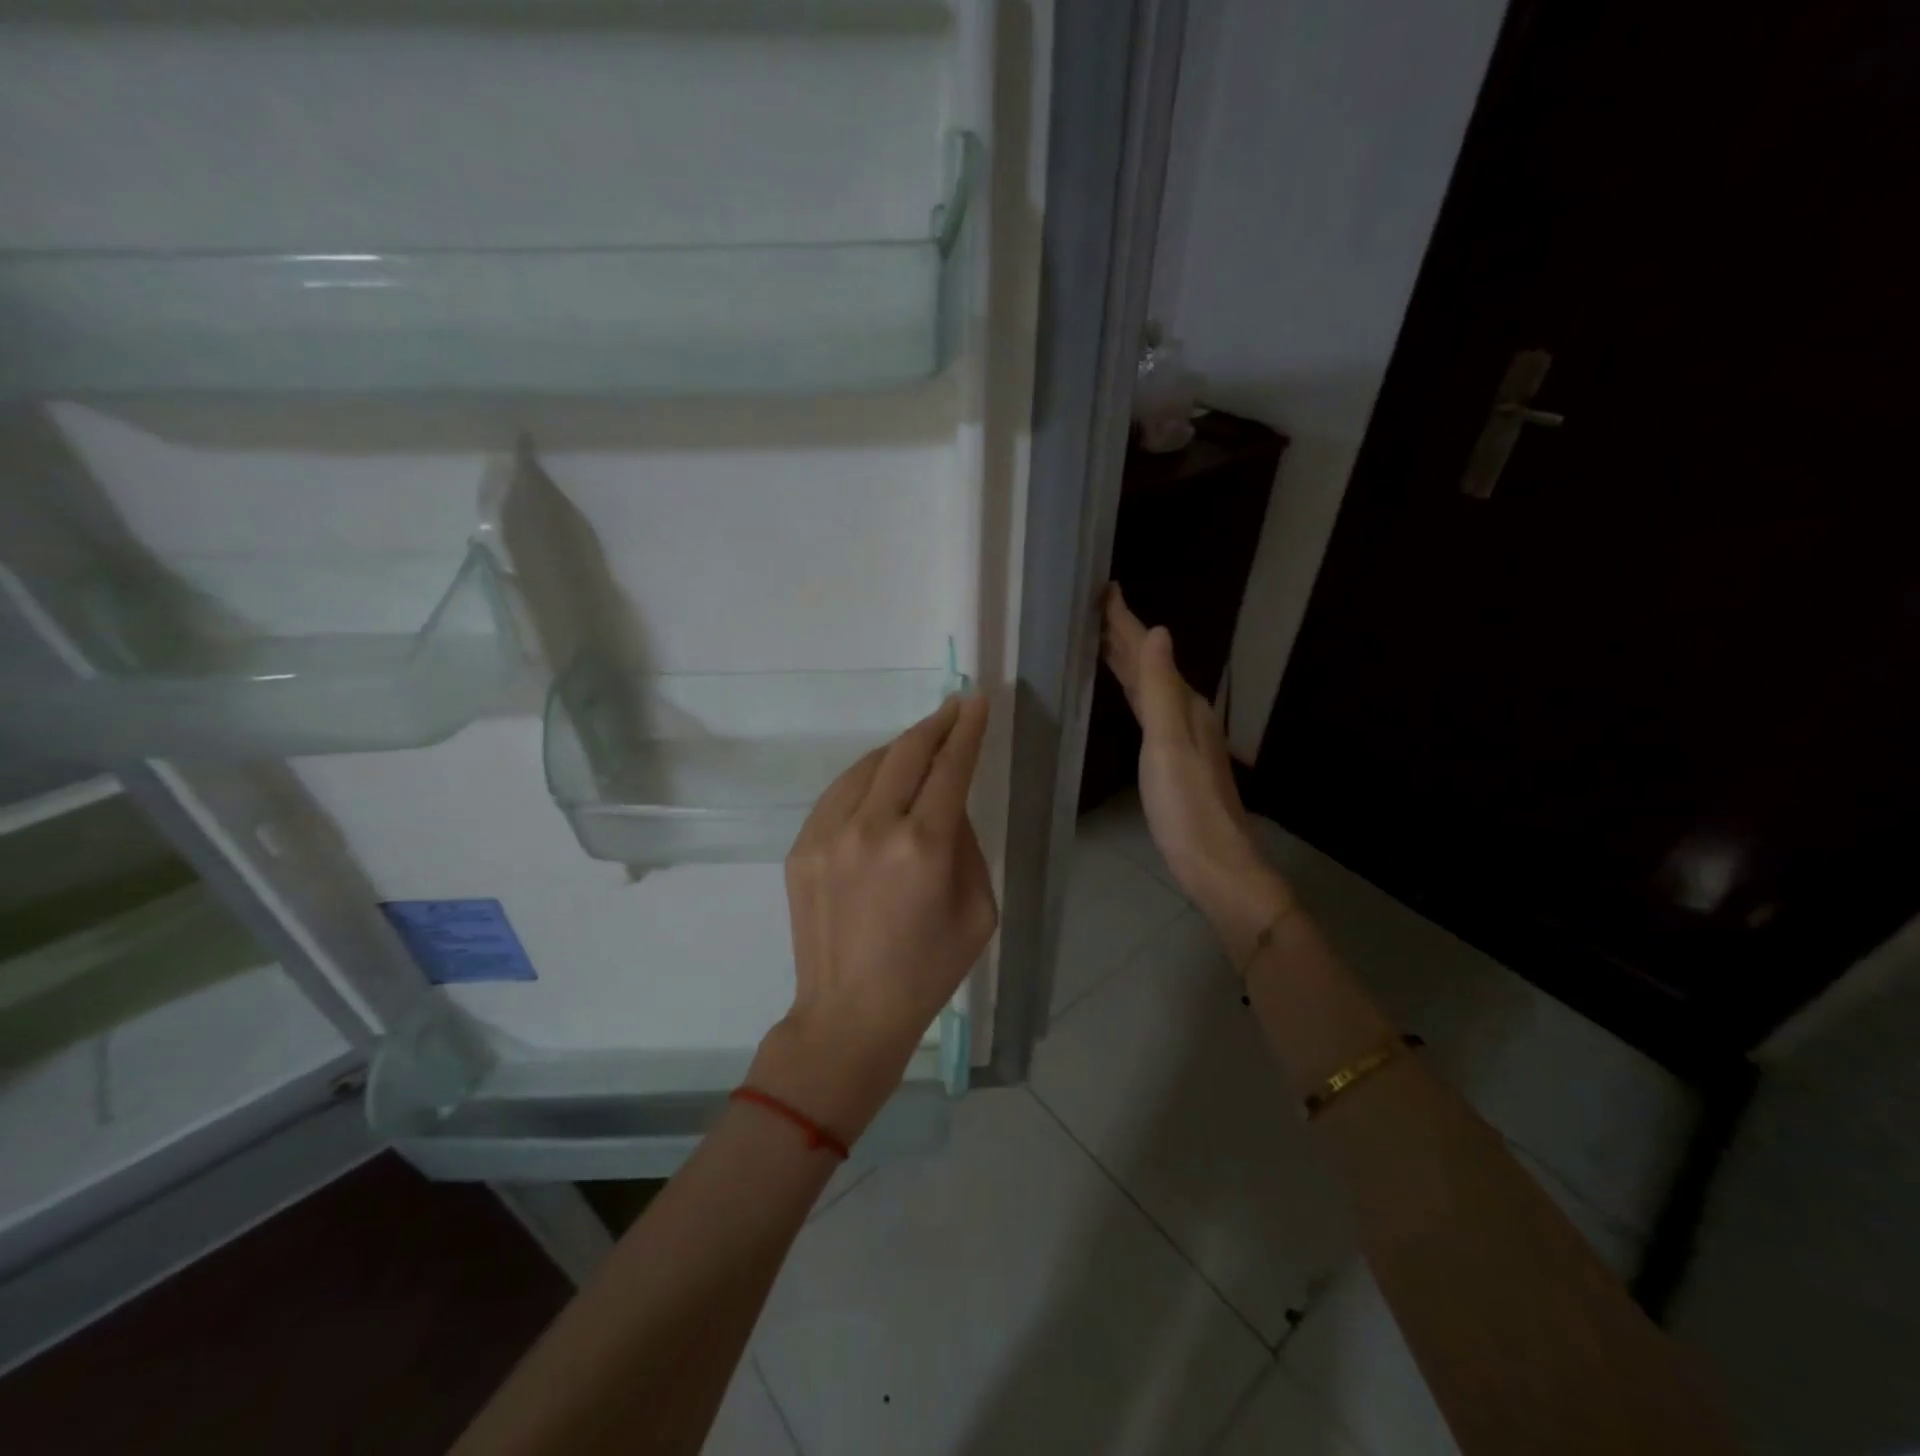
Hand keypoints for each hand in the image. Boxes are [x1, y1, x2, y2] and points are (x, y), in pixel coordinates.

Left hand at [751, 694, 997, 1142]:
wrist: (850, 1013)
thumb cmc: (928, 970)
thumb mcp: (978, 910)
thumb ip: (967, 845)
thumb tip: (948, 804)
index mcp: (925, 847)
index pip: (951, 767)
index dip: (967, 729)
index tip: (976, 702)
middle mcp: (874, 828)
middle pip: (907, 752)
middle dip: (935, 724)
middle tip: (952, 709)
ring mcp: (829, 835)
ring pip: (868, 766)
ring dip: (899, 750)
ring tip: (919, 747)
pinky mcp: (802, 847)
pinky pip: (839, 794)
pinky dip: (865, 780)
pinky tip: (879, 785)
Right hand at [1101, 586, 1292, 960]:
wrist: (1214, 863)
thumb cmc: (1186, 806)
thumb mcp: (1168, 744)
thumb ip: (1160, 689)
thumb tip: (1157, 630)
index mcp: (1183, 704)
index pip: (1148, 652)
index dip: (1125, 622)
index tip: (1104, 589)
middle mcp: (1184, 713)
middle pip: (1148, 665)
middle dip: (1122, 635)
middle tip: (1093, 608)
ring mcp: (1180, 736)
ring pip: (1147, 685)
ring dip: (1125, 660)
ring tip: (1100, 640)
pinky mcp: (1171, 758)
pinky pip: (1145, 708)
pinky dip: (1131, 690)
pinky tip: (1125, 693)